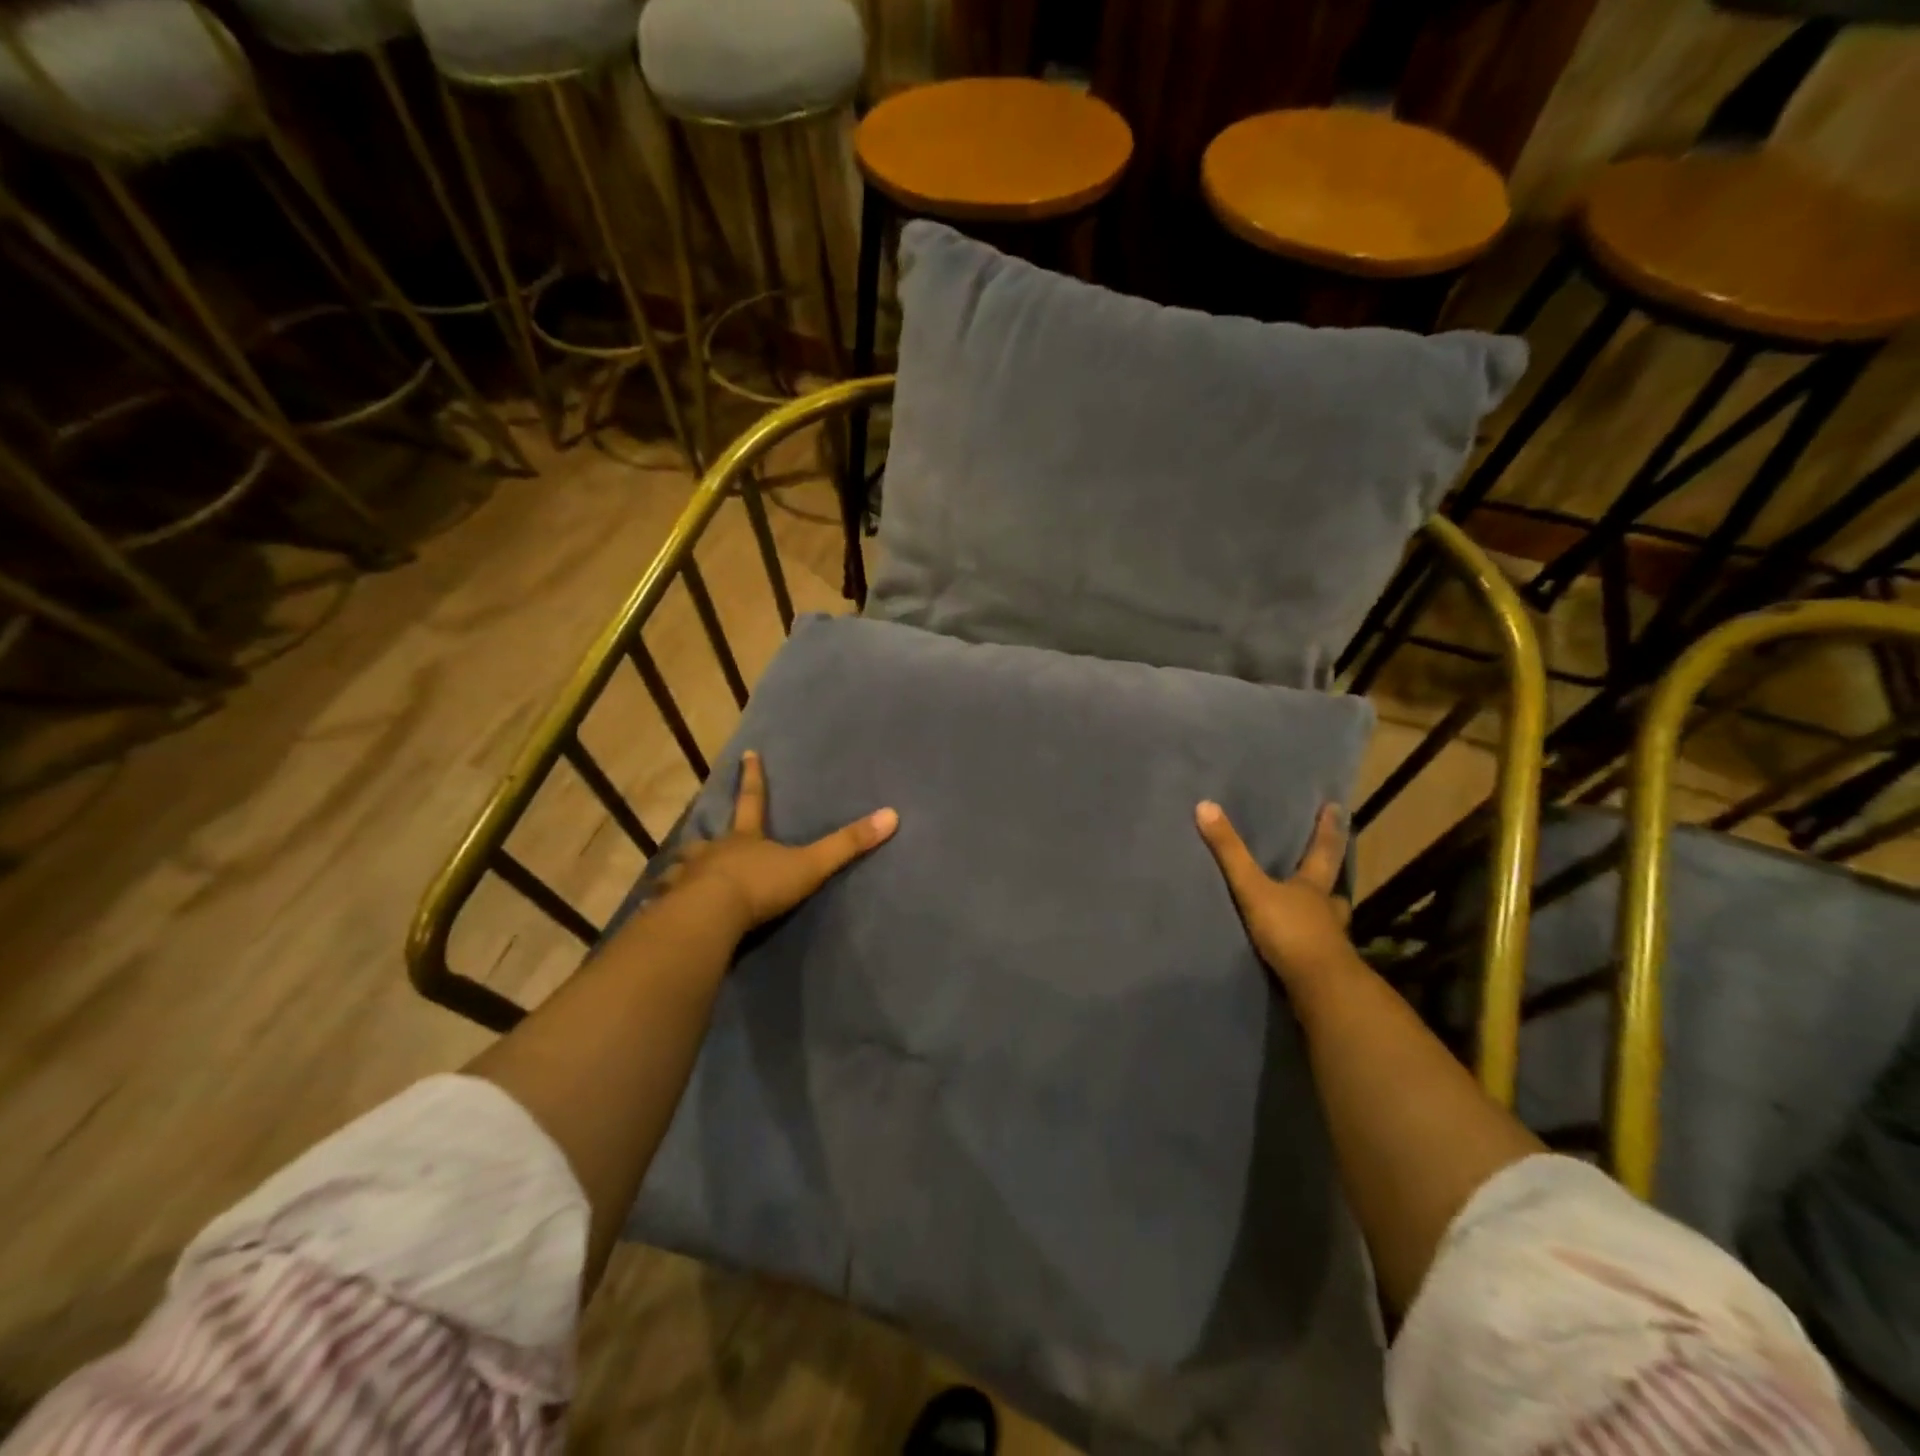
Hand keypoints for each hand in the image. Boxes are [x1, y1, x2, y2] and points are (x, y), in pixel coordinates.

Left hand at [659, 751, 898, 936]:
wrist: (711, 915)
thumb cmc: (761, 885)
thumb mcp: (810, 865)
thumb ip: (847, 844)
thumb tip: (891, 815)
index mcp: (746, 838)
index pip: (753, 800)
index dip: (753, 778)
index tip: (748, 753)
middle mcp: (714, 852)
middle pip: (711, 836)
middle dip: (709, 834)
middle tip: (703, 836)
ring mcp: (689, 877)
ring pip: (684, 867)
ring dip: (684, 868)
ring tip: (678, 875)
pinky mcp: (672, 906)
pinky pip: (666, 902)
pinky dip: (665, 903)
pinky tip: (659, 911)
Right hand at [1195, 801, 1356, 989]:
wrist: (1319, 987)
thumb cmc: (1290, 930)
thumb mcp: (1253, 888)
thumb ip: (1229, 852)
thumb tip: (1205, 805)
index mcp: (1313, 887)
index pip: (1323, 851)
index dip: (1328, 829)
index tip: (1337, 808)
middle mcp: (1326, 910)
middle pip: (1331, 887)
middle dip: (1328, 877)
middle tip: (1329, 868)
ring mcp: (1329, 940)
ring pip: (1328, 919)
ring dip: (1322, 913)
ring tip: (1312, 910)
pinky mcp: (1322, 966)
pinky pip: (1317, 948)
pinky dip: (1310, 943)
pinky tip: (1300, 947)